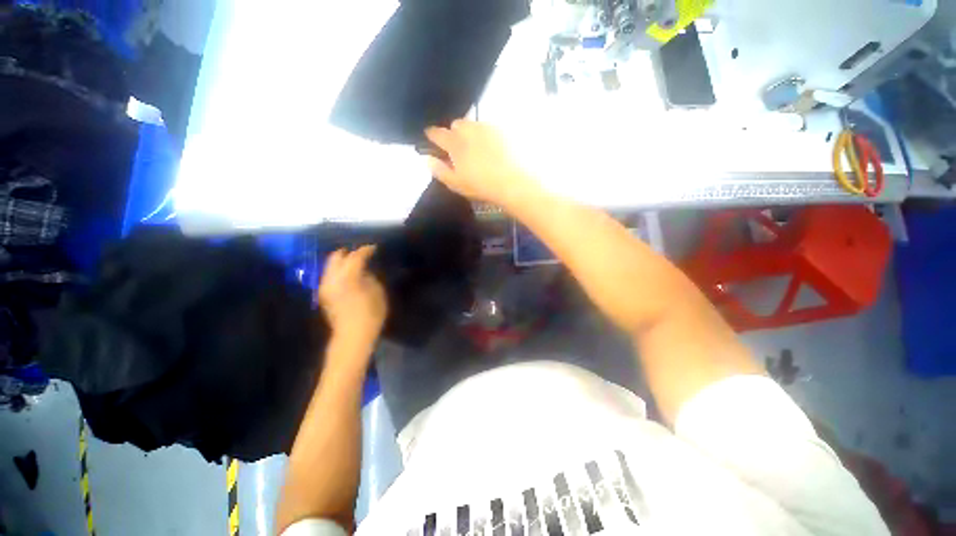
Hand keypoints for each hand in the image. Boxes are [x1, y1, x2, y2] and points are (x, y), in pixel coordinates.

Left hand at [318, 246, 386, 346]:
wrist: (352, 336)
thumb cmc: (370, 314)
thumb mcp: (377, 292)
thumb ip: (370, 277)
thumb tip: (364, 272)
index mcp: (348, 276)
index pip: (356, 256)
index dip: (365, 250)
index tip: (374, 247)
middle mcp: (332, 278)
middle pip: (336, 257)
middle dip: (348, 253)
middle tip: (361, 254)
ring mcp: (325, 286)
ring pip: (330, 266)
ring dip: (342, 262)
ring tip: (355, 264)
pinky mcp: (323, 294)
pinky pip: (329, 275)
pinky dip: (338, 271)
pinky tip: (348, 276)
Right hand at [425, 120, 538, 207]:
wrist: (513, 183)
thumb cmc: (481, 186)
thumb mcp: (456, 184)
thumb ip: (439, 170)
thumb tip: (427, 159)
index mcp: (455, 143)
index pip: (438, 133)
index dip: (432, 134)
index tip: (430, 136)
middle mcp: (470, 130)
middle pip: (456, 124)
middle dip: (454, 133)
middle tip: (458, 148)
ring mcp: (487, 128)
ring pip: (473, 124)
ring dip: (470, 132)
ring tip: (475, 147)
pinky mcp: (502, 131)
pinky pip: (489, 128)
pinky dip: (485, 135)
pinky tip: (491, 148)